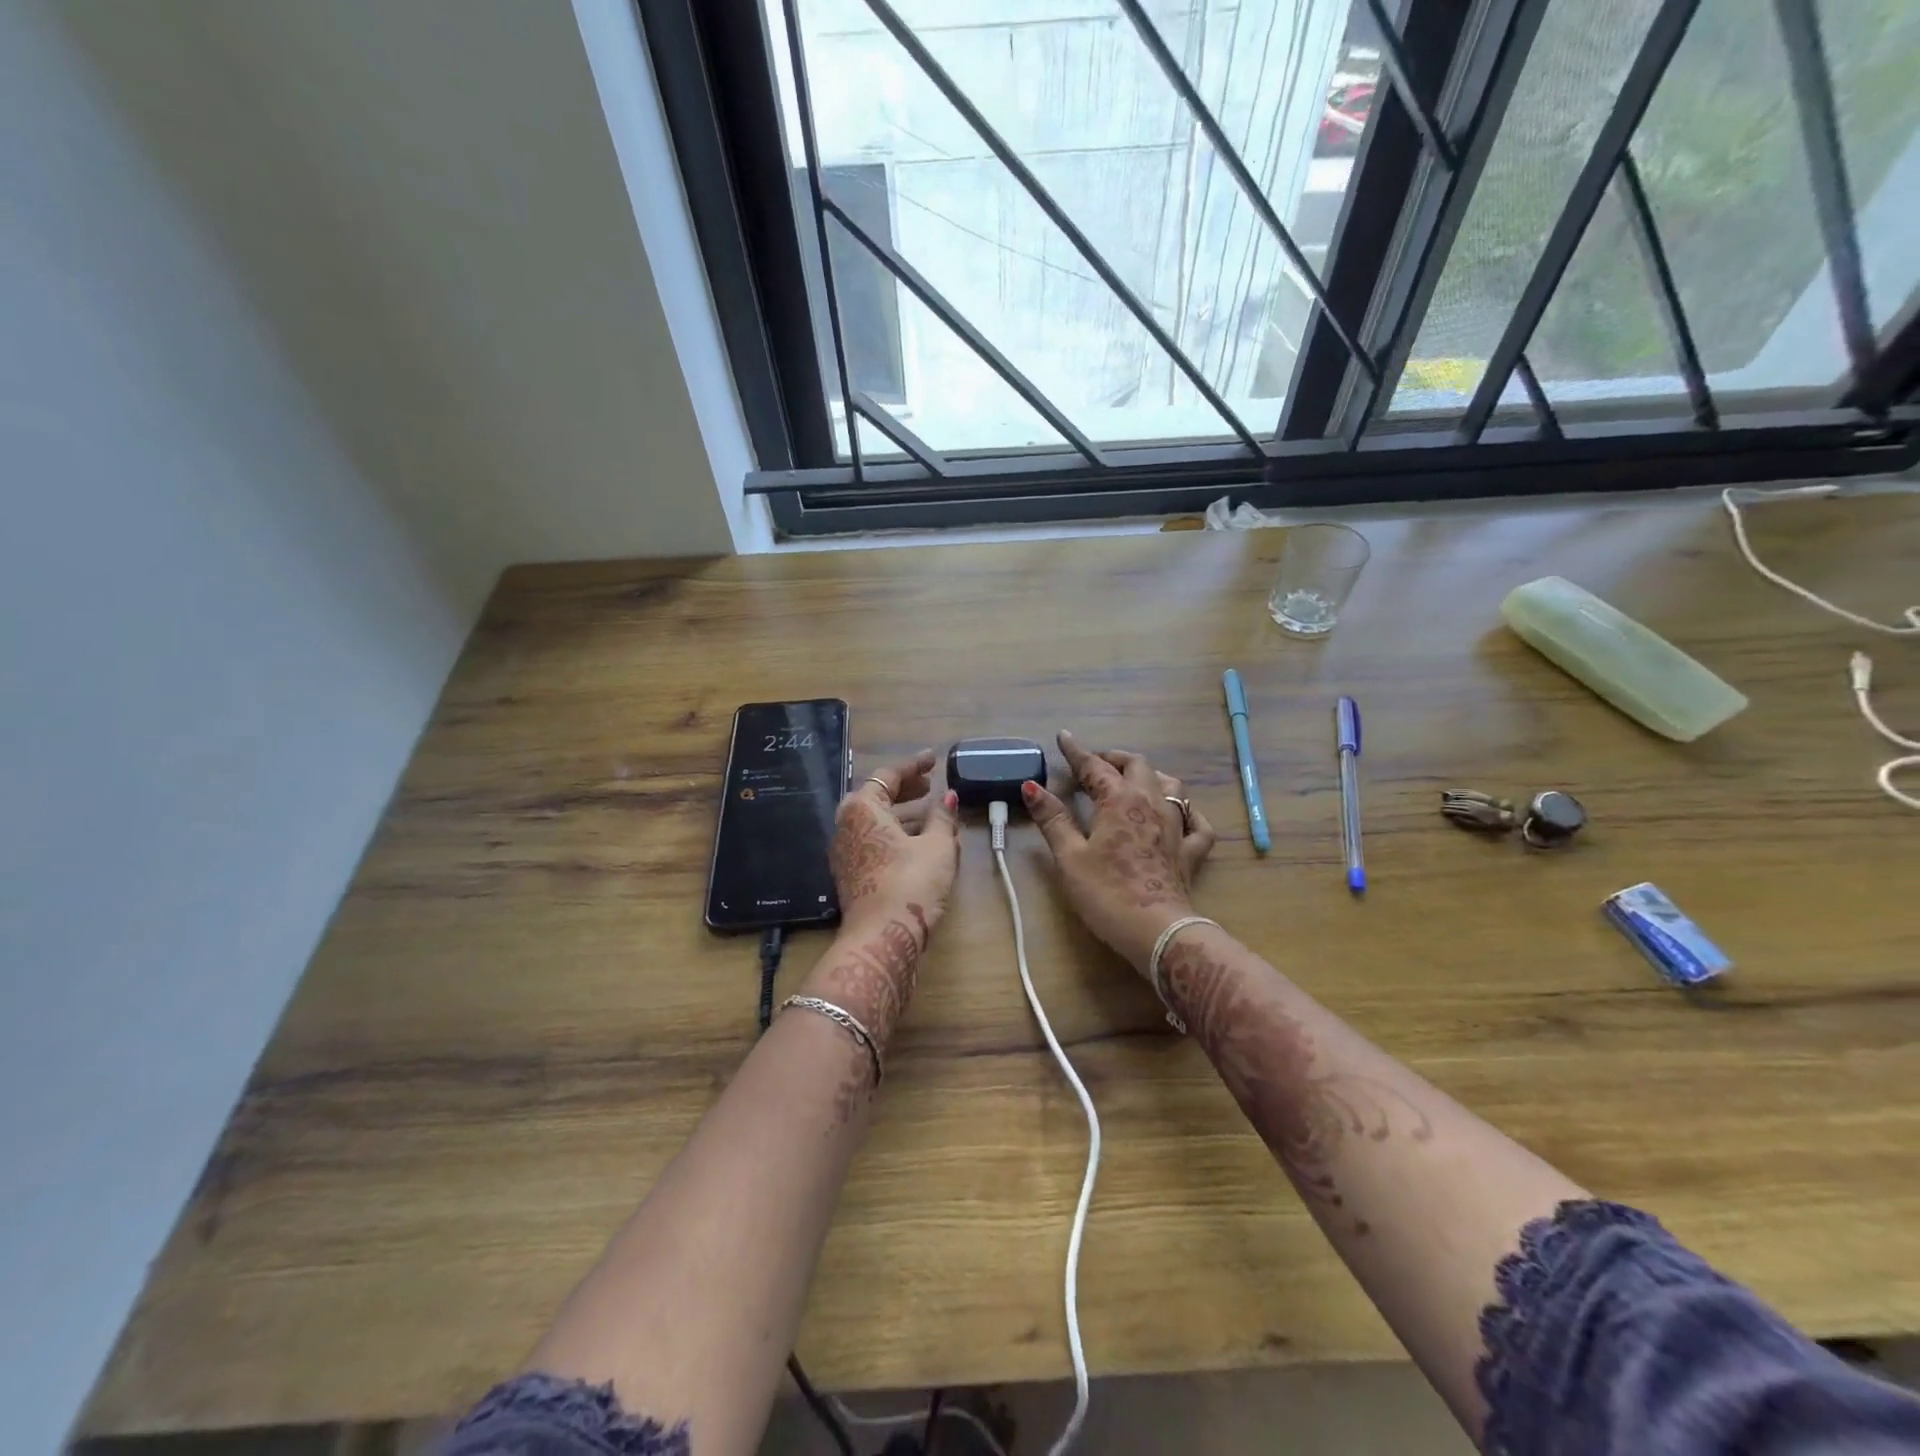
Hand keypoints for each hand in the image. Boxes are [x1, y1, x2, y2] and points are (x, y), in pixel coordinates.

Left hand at [829, 749, 961, 948]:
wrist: (881, 940)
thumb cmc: (910, 883)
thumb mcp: (938, 847)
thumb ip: (943, 818)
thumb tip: (948, 798)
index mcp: (862, 809)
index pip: (888, 776)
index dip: (914, 766)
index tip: (934, 760)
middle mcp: (846, 826)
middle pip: (877, 798)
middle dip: (906, 790)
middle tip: (930, 785)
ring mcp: (845, 853)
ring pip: (876, 823)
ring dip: (904, 816)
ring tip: (933, 816)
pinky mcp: (852, 876)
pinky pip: (874, 843)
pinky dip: (896, 836)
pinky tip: (921, 844)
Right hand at [1024, 731, 1215, 973]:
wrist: (1157, 931)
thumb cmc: (1106, 893)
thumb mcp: (1069, 857)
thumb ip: (1053, 819)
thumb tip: (1031, 786)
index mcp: (1120, 800)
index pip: (1094, 766)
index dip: (1077, 751)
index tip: (1064, 737)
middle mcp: (1152, 803)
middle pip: (1137, 765)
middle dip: (1114, 759)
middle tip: (1095, 764)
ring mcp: (1177, 826)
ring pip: (1170, 785)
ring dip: (1150, 776)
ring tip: (1133, 781)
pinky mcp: (1192, 851)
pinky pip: (1197, 822)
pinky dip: (1187, 812)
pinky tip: (1181, 815)